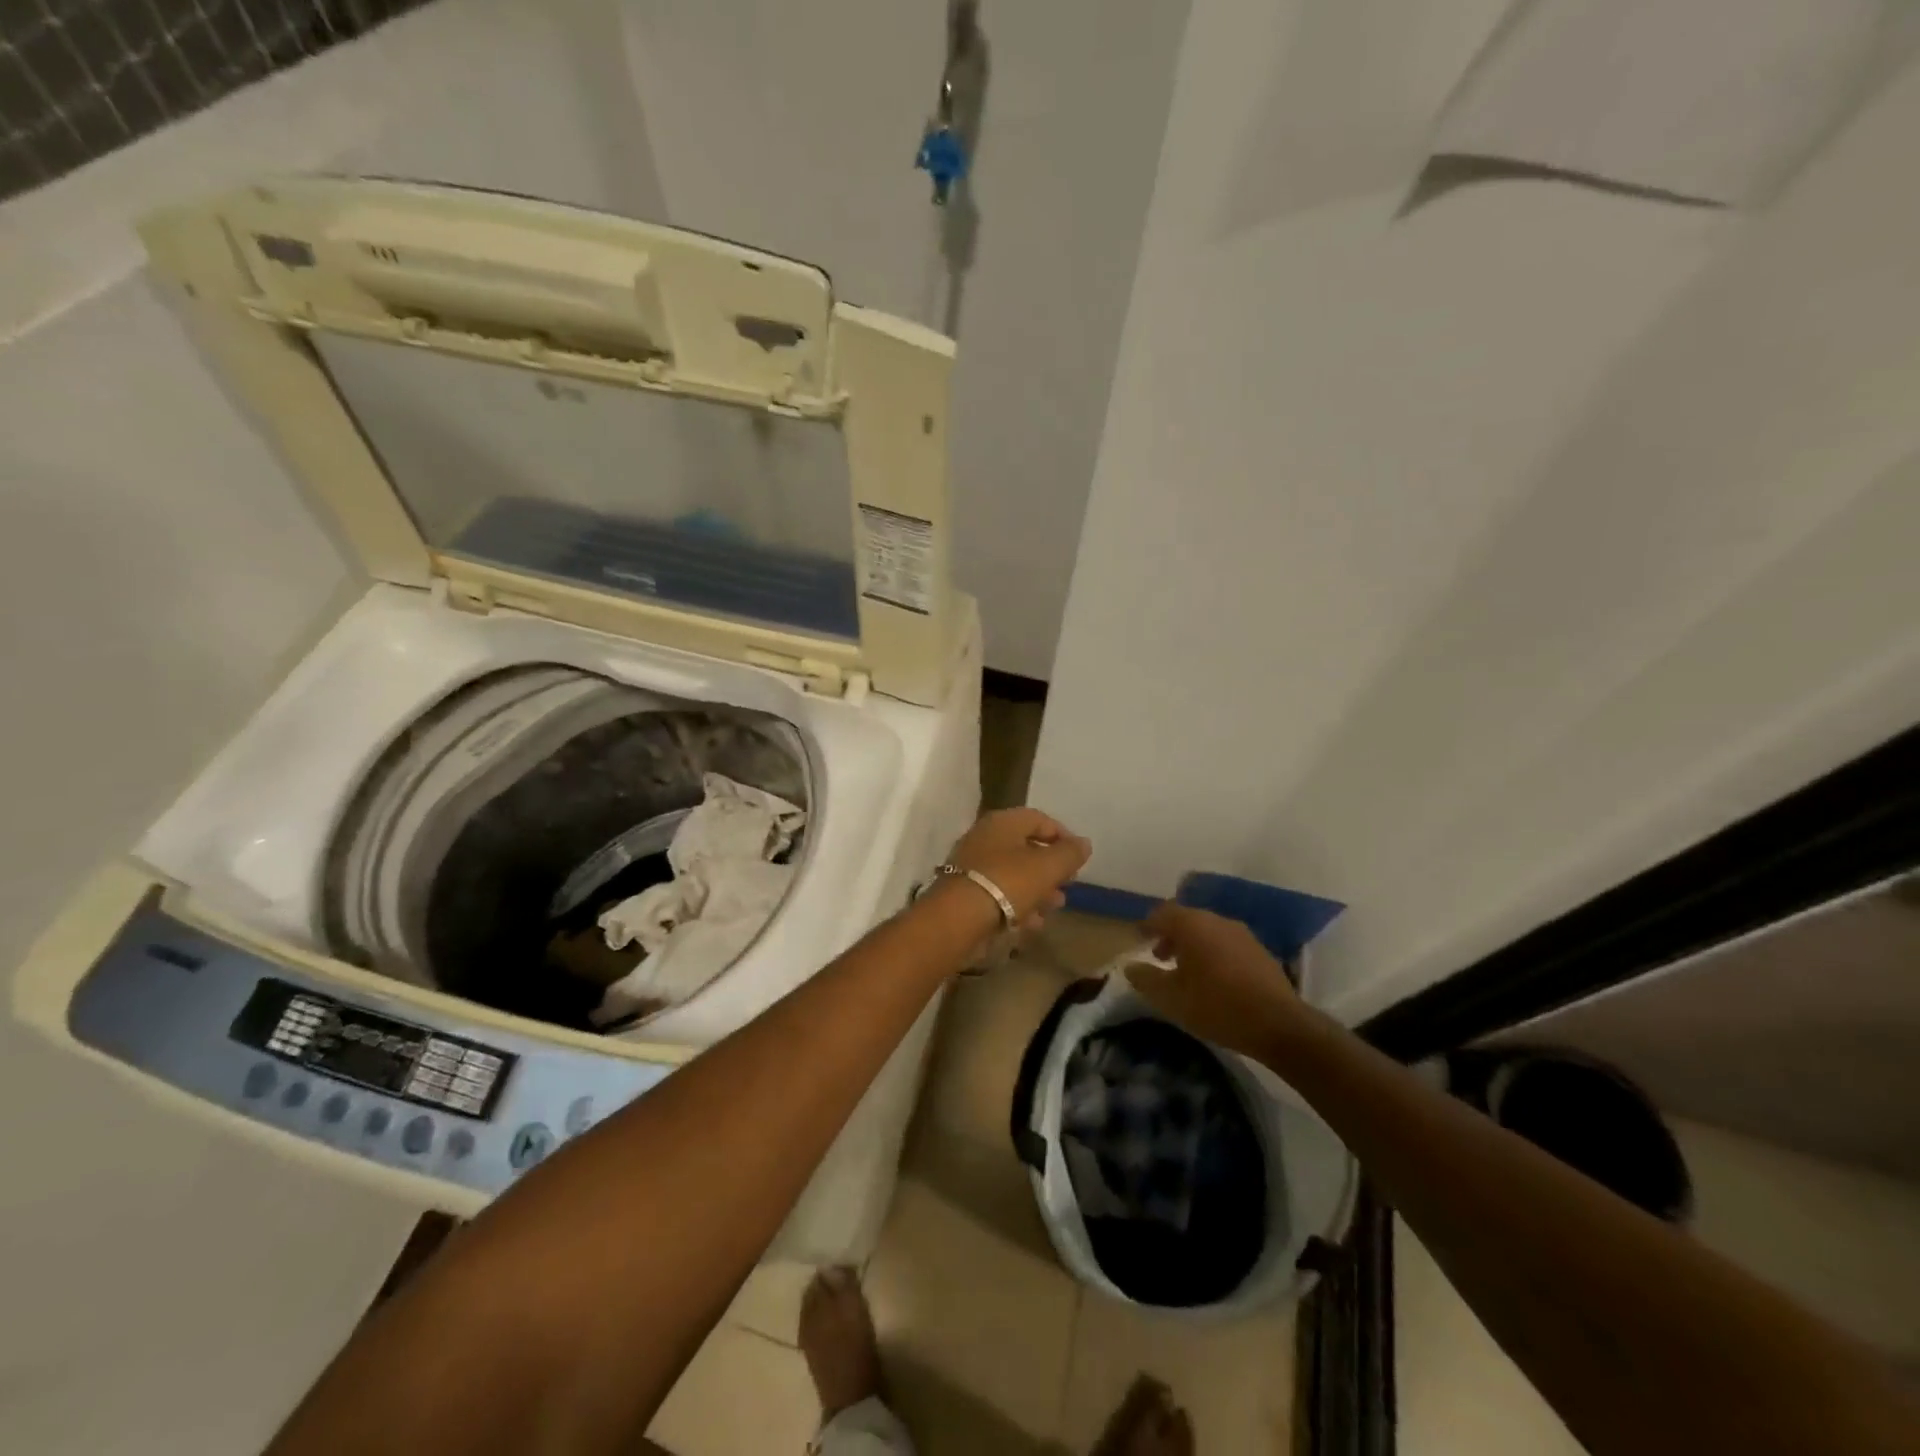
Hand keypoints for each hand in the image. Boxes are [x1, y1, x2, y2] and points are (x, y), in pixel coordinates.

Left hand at [945, 807, 1091, 929]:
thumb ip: (1069, 854)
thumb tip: (1083, 843)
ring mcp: (972, 865)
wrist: (958, 917)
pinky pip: (999, 893)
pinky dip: (1018, 904)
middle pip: (1025, 847)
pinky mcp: (966, 892)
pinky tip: (1032, 923)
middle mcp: (985, 838)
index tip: (1079, 859)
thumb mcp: (1048, 867)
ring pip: (1013, 873)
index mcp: (1003, 822)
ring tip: (1054, 907)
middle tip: (1068, 885)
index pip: (1039, 819)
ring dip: (1037, 889)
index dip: (1063, 836)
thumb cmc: (1008, 882)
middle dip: (1051, 868)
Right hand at [1126, 903, 1302, 1057]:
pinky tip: (1214, 978)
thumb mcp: (1171, 998)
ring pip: (1208, 930)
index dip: (1148, 925)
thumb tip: (1130, 966)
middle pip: (1187, 919)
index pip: (1163, 913)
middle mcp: (1217, 920)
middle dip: (1170, 935)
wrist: (1279, 1025)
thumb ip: (1146, 979)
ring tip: (1186, 970)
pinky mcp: (1260, 951)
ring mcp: (1242, 934)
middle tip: (1160, 956)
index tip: (1139, 938)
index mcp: (1192, 925)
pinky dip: (1213, 952)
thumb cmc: (1216, 1006)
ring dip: (1193, 944)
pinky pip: (1227, 943)